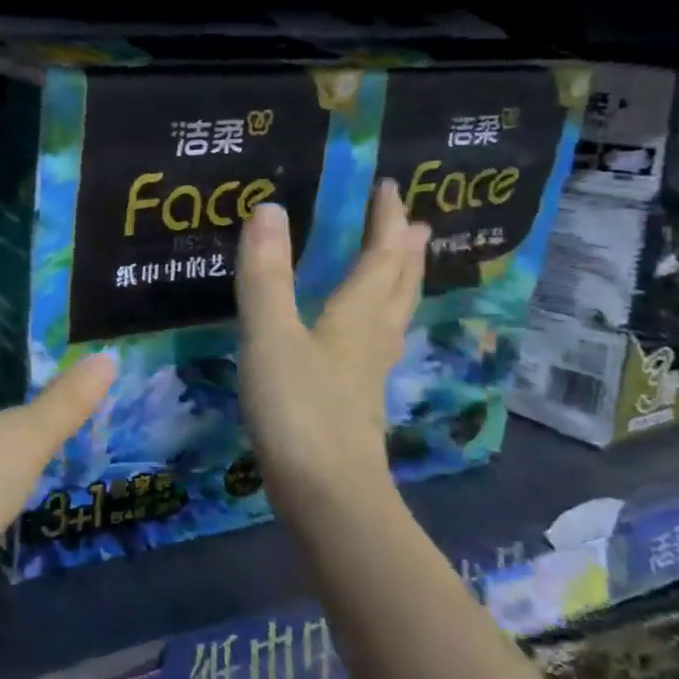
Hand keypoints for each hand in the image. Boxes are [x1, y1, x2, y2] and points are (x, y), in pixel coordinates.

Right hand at [236, 180, 428, 522]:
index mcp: (355, 317)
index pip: (379, 258)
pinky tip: (362, 339)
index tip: (390, 187)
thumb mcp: (270, 334)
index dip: (384, 221)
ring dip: (398, 286)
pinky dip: (377, 323)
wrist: (325, 492)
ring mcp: (366, 375)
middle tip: (412, 224)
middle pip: (397, 287)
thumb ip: (265, 274)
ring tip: (399, 269)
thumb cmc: (297, 407)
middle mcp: (371, 340)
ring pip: (392, 319)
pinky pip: (375, 346)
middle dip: (403, 252)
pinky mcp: (354, 403)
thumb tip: (269, 208)